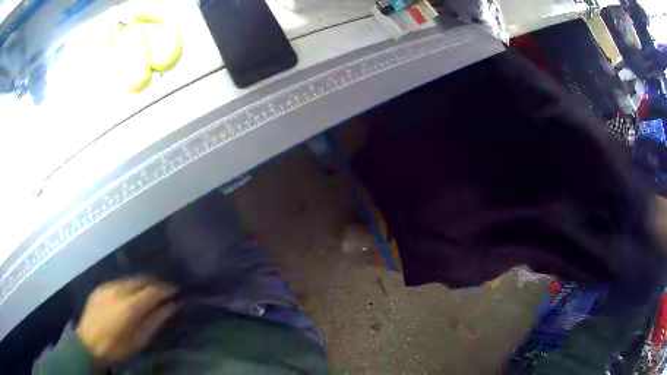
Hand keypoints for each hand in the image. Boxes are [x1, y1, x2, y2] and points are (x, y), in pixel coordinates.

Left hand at [76, 277, 177, 364]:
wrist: (88, 343)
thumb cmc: (117, 347)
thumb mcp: (139, 341)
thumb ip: (155, 322)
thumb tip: (171, 307)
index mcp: (130, 307)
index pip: (152, 290)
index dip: (166, 288)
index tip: (176, 290)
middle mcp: (118, 290)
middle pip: (141, 280)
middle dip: (155, 283)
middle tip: (164, 291)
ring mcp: (107, 286)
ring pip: (130, 279)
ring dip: (142, 283)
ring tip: (148, 293)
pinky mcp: (100, 287)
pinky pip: (118, 282)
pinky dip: (129, 286)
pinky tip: (130, 296)